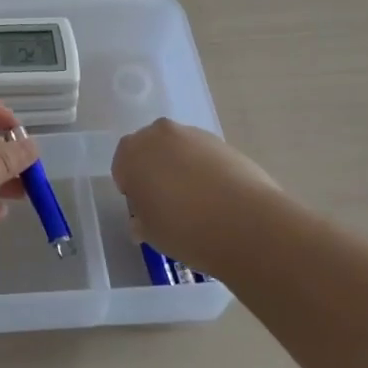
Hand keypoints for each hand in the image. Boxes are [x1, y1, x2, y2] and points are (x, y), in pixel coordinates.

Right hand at [111, 118, 285, 274]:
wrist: (245, 223)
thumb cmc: (184, 229)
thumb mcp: (150, 233)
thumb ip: (141, 219)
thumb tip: (143, 220)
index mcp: (132, 152)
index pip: (122, 165)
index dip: (131, 188)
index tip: (144, 209)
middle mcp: (159, 134)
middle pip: (150, 150)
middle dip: (155, 170)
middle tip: (167, 202)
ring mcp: (193, 135)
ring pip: (179, 150)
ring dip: (182, 168)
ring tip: (197, 203)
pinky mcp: (223, 142)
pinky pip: (204, 155)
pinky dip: (206, 170)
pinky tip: (218, 198)